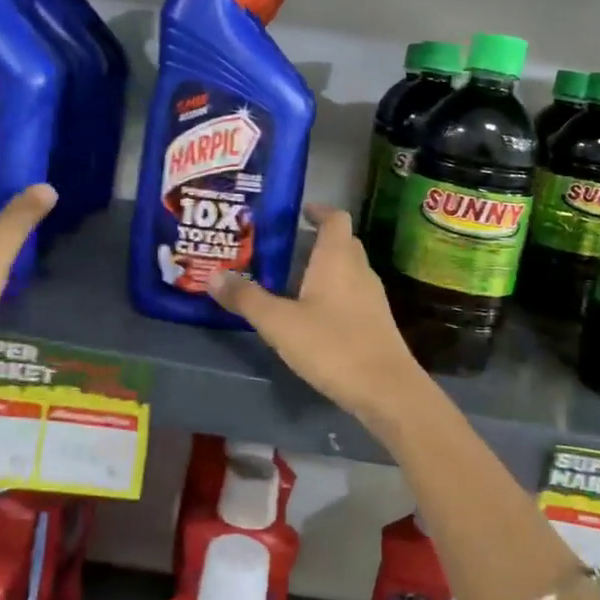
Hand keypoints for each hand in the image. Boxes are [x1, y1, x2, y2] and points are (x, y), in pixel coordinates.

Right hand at [209, 205, 434, 442]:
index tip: (298, 212)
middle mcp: (359, 269)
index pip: (335, 218)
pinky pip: (352, 293)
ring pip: (347, 269)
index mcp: (338, 258)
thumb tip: (213, 276)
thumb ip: (247, 298)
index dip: (318, 210)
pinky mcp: (375, 322)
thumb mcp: (279, 323)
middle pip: (342, 242)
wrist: (385, 389)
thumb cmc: (332, 345)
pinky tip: (311, 313)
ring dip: (324, 268)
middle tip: (283, 248)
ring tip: (291, 279)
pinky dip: (333, 292)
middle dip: (316, 240)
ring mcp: (372, 297)